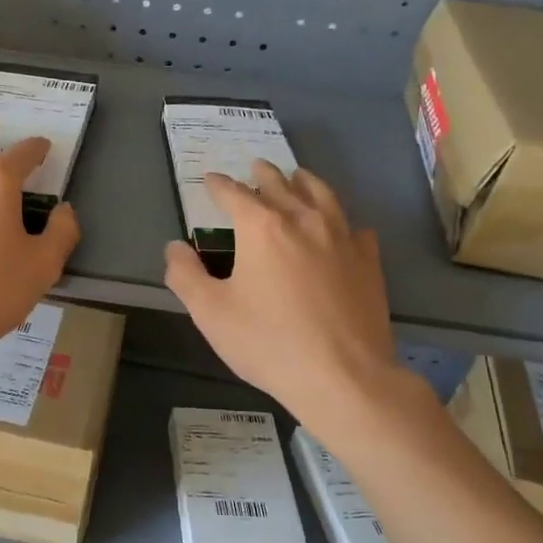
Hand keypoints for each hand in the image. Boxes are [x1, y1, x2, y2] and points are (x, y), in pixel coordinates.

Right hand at [165, 161, 399, 427]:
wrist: (342, 376)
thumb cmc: (268, 343)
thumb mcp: (210, 313)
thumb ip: (185, 275)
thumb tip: (174, 247)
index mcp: (262, 228)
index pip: (234, 194)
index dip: (219, 185)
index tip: (210, 180)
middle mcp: (303, 220)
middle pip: (281, 185)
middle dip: (263, 174)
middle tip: (255, 166)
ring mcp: (342, 238)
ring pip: (322, 196)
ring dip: (305, 182)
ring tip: (298, 176)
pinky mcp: (368, 261)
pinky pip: (354, 228)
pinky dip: (341, 221)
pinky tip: (342, 228)